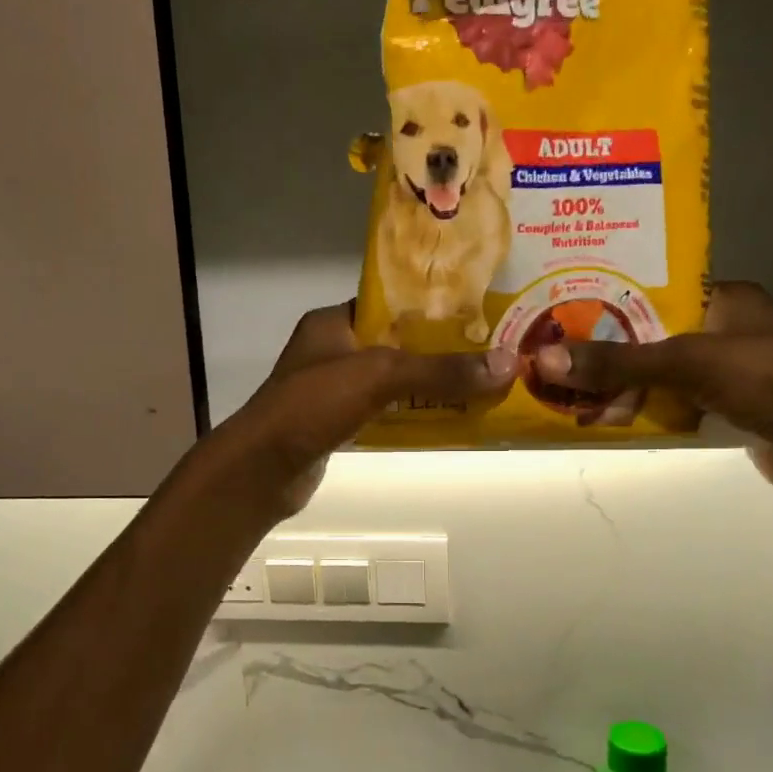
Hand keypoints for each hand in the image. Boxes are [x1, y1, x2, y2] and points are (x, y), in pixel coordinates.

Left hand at [219, 302, 517, 515]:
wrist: (264, 469)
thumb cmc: (314, 405)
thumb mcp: (380, 376)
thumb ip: (441, 370)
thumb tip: (508, 364)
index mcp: (332, 321)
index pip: (389, 302)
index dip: (431, 305)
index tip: (476, 310)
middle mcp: (331, 349)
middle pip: (396, 343)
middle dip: (439, 349)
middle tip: (488, 350)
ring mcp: (332, 389)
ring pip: (392, 379)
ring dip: (429, 384)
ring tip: (479, 381)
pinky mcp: (337, 422)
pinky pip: (384, 410)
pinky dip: (411, 412)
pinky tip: (447, 417)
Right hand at [532, 282, 772, 501]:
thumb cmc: (762, 380)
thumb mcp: (683, 363)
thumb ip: (617, 363)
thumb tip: (546, 361)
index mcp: (726, 297)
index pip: (658, 286)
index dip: (612, 295)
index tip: (566, 305)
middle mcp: (727, 327)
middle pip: (653, 331)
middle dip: (610, 344)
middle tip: (559, 349)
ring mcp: (729, 369)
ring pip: (661, 368)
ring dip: (624, 379)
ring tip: (571, 381)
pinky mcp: (728, 404)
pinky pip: (673, 398)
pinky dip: (645, 405)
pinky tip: (607, 411)